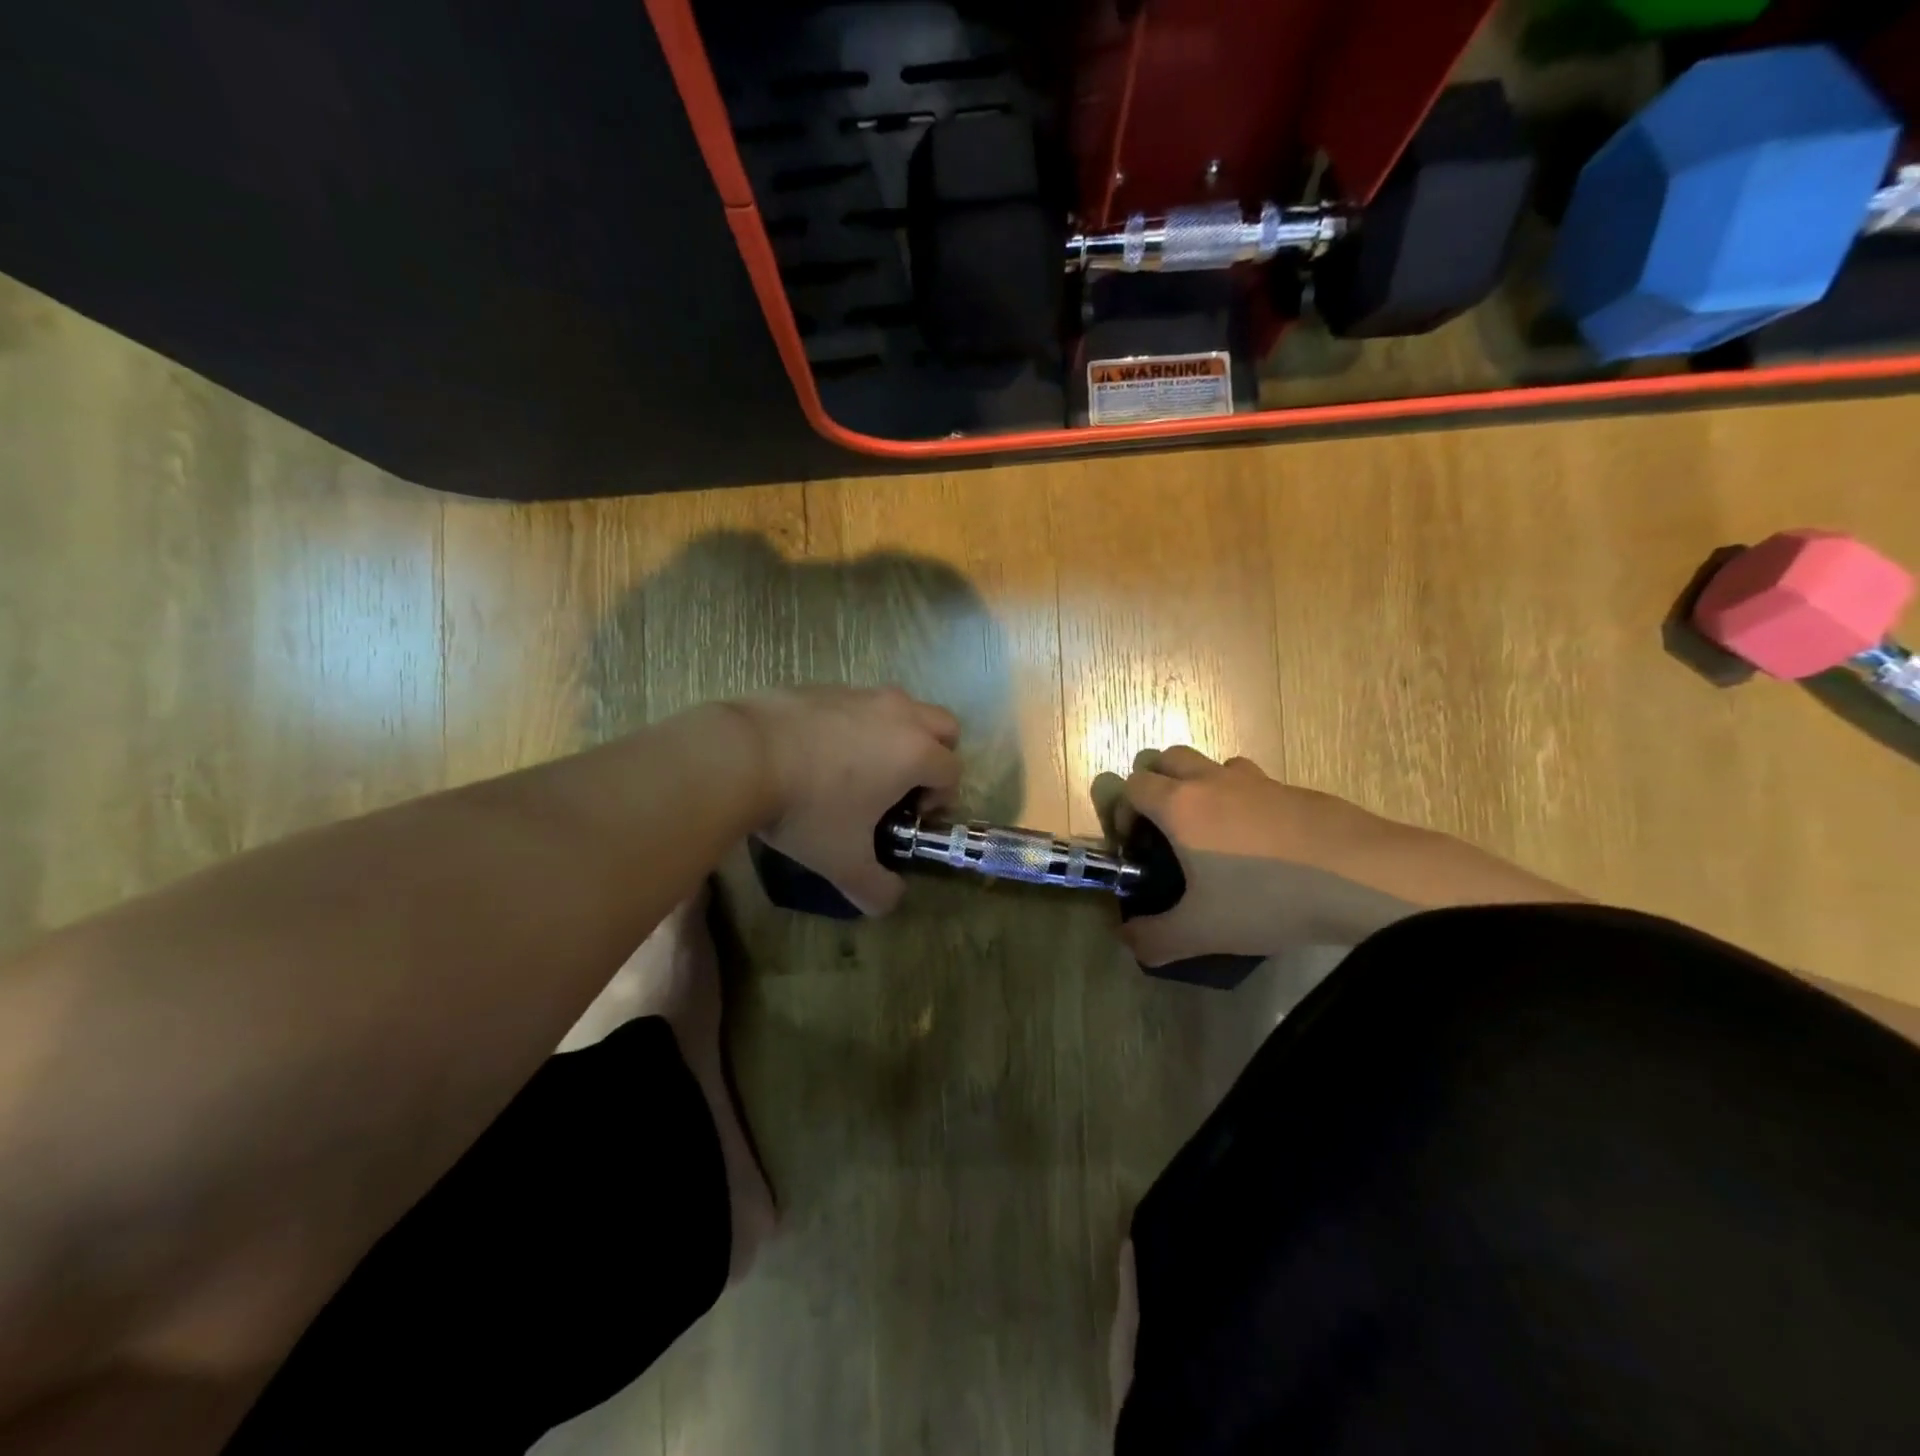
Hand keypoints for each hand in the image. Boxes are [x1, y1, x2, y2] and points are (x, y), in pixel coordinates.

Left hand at [741, 686, 960, 914]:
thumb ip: (875, 889)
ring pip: (902, 706)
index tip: (909, 817)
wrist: (741, 754)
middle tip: (900, 786)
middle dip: (934, 755)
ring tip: (860, 766)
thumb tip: (890, 903)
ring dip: (898, 733)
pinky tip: (820, 750)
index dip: (940, 799)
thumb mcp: (842, 862)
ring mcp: (861, 694)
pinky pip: (859, 701)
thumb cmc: (806, 810)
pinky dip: (856, 722)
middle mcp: (898, 715)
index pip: (953, 772)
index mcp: (915, 753)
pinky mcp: (826, 685)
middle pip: (943, 726)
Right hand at [1114, 747, 1573, 966]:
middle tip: (1165, 828)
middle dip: (1156, 784)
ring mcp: (1258, 781)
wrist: (1362, 876)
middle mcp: (1213, 781)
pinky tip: (1265, 846)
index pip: (1132, 785)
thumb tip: (1126, 942)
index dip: (1123, 811)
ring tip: (1215, 833)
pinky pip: (1255, 783)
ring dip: (1202, 786)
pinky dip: (1245, 801)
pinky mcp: (1296, 789)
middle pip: (1167, 757)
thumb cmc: (1267, 897)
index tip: (1135, 845)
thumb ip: (1155, 939)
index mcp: (1180, 806)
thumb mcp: (1203, 931)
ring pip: (1214, 764)